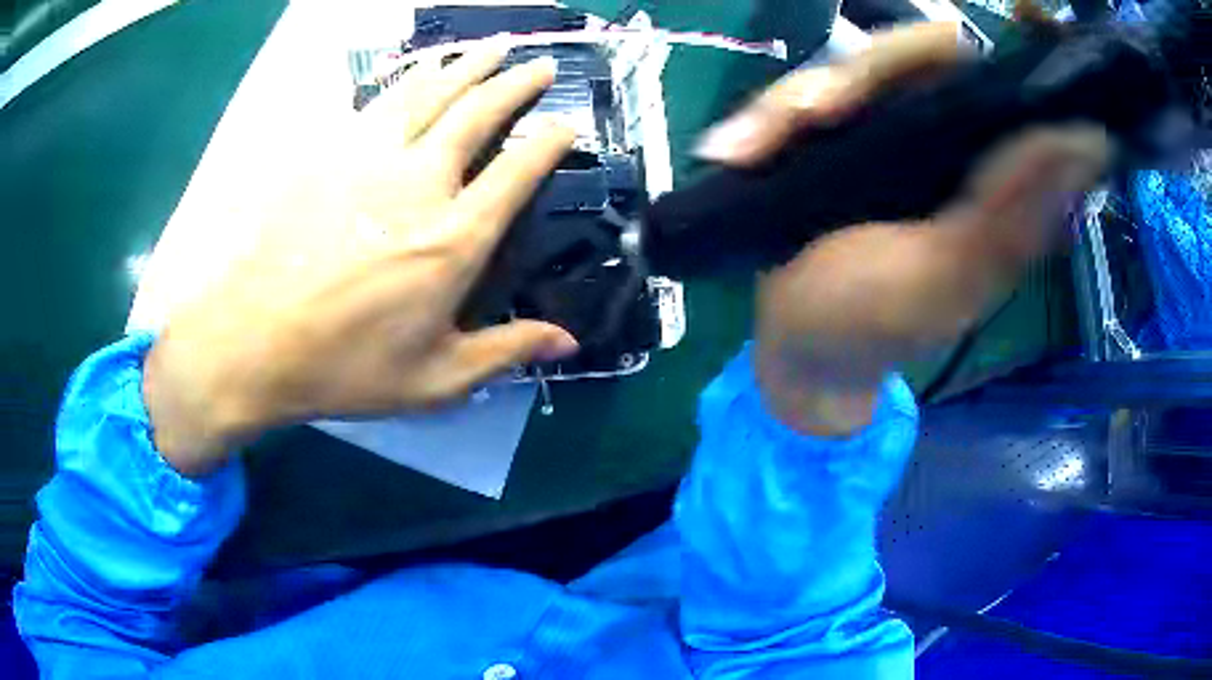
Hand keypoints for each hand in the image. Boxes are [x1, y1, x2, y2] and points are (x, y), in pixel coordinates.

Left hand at [144, 49, 578, 474]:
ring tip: (492, 47)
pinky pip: (378, 102)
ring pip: (430, 93)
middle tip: (541, 64)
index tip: (568, 124)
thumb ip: (504, 351)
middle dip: (517, 83)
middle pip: (478, 114)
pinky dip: (408, 79)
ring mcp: (369, 159)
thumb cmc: (344, 367)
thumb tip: (567, 343)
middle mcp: (419, 183)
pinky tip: (419, 69)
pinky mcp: (327, 153)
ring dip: (468, 66)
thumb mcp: (434, 380)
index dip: (550, 143)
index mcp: (453, 239)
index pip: (517, 172)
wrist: (252, 341)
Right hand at [698, 23, 1109, 436]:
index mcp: (997, 176)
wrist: (801, 343)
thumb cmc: (875, 325)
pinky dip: (765, 118)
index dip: (1013, 45)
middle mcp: (952, 136)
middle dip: (865, 75)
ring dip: (795, 101)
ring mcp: (890, 126)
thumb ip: (1012, 216)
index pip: (1015, 85)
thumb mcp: (948, 281)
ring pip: (855, 68)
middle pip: (925, 54)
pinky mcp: (837, 131)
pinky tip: (734, 151)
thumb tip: (1085, 140)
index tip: (1017, 15)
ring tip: (747, 149)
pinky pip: (802, 96)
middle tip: (810, 118)